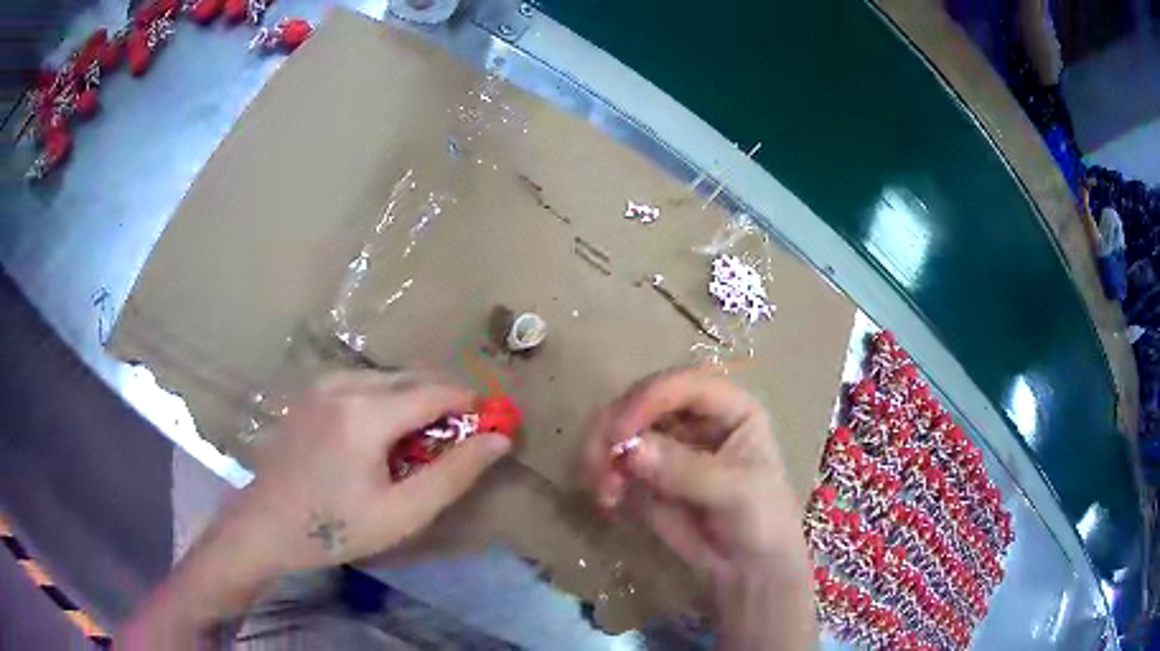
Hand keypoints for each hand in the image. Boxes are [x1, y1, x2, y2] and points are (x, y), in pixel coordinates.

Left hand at [233, 370, 512, 571]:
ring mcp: (322, 383)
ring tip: (419, 443)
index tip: (490, 424)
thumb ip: (453, 475)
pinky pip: (362, 383)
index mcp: (365, 413)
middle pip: (411, 378)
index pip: (435, 392)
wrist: (266, 524)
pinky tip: (381, 436)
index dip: (469, 405)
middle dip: (442, 402)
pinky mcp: (311, 391)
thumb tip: (498, 440)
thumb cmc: (335, 527)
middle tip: (458, 440)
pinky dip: (385, 401)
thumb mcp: (402, 514)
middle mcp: (344, 384)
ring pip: (387, 378)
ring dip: (413, 401)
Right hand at [585, 366, 814, 649]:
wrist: (747, 565)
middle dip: (614, 427)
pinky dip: (598, 472)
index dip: (648, 399)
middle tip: (601, 465)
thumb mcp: (736, 493)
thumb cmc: (761, 520)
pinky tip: (606, 500)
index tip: (620, 433)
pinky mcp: (644, 470)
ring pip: (617, 425)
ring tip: (603, 490)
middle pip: (641, 398)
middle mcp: (693, 416)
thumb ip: (687, 470)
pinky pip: (610, 458)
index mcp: (728, 407)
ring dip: (599, 450)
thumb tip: (630, 450)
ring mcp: (666, 441)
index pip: (683, 384)